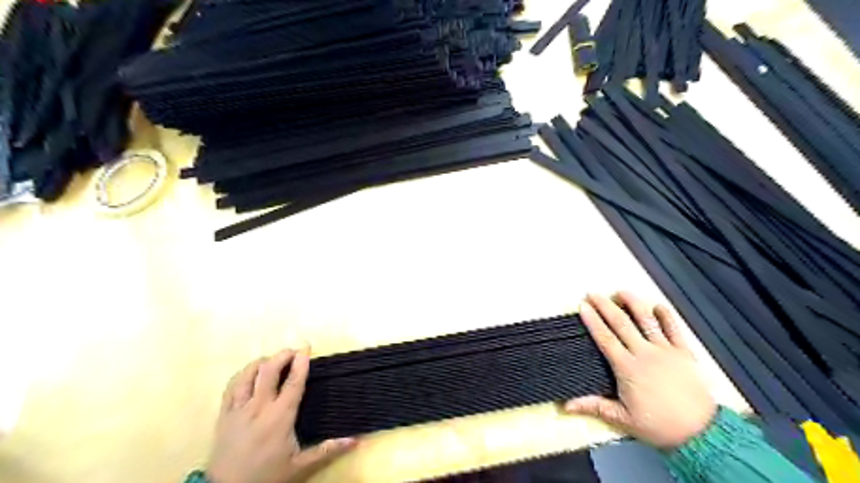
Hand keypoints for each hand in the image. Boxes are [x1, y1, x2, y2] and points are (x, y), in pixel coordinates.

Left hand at [205, 347, 354, 482]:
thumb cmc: (267, 476)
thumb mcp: (299, 466)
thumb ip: (327, 450)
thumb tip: (356, 440)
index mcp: (280, 417)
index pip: (293, 382)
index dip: (301, 362)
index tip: (307, 347)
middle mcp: (259, 407)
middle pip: (269, 370)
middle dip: (282, 355)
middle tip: (294, 351)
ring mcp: (239, 409)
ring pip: (248, 374)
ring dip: (262, 362)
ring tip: (273, 360)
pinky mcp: (224, 414)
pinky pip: (231, 386)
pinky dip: (243, 374)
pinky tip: (250, 373)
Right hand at [569, 293, 715, 451]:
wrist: (702, 434)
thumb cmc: (660, 426)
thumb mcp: (623, 418)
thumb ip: (595, 406)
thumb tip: (567, 405)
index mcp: (627, 368)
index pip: (605, 338)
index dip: (593, 320)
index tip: (583, 306)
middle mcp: (645, 354)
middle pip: (621, 323)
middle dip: (605, 306)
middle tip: (593, 293)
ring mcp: (666, 351)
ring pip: (647, 321)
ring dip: (633, 304)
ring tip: (621, 292)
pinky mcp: (685, 353)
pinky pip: (675, 330)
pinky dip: (667, 316)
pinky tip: (658, 306)